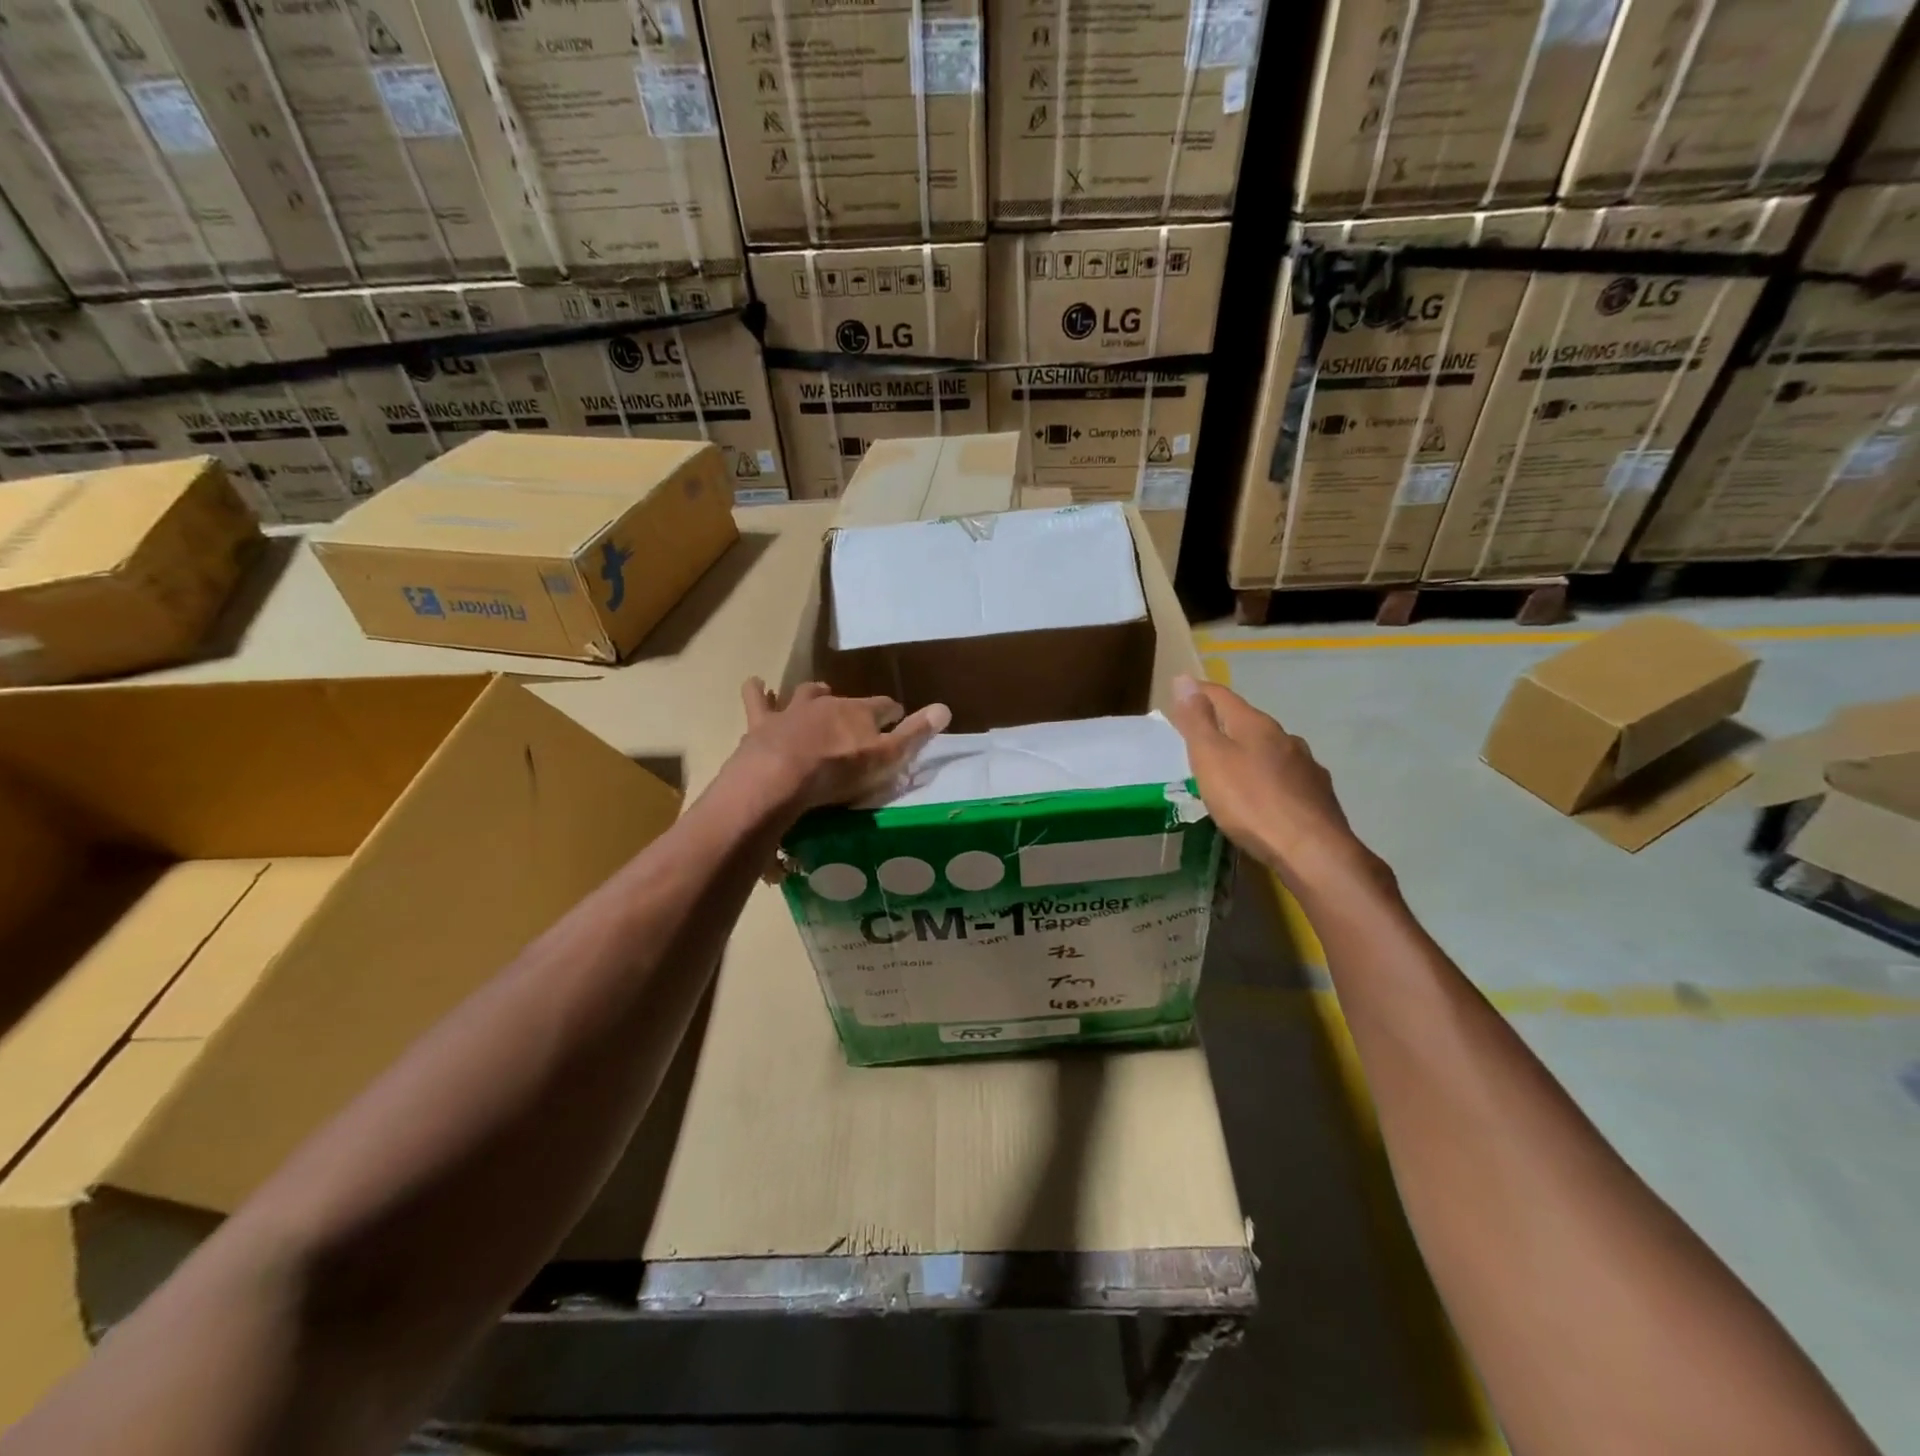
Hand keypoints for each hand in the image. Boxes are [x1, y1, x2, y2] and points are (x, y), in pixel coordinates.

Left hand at [736, 678, 950, 812]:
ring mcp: (792, 711)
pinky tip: (756, 684)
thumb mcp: (885, 758)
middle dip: (851, 706)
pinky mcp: (762, 723)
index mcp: (859, 713)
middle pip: (844, 699)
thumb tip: (945, 708)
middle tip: (853, 716)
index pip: (884, 707)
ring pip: (805, 693)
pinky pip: (758, 699)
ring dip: (813, 694)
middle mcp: (828, 703)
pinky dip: (758, 692)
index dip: (892, 713)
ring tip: (816, 695)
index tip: (897, 717)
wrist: (780, 777)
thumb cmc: (838, 771)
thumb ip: (914, 734)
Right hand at [1165, 675, 1388, 897]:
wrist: (1312, 851)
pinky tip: (1264, 794)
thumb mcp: (1211, 759)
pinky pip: (1285, 776)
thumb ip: (1196, 721)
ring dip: (1249, 752)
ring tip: (1232, 769)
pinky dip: (1268, 777)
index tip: (1180, 693)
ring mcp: (1306, 765)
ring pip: (1270, 749)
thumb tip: (1185, 679)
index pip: (1222, 696)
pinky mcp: (1317, 794)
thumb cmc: (1250, 802)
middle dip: (1224, 725)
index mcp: (1255, 725)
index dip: (1199, 692)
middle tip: (1200, 737)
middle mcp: (1284, 737)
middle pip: (1247, 722)